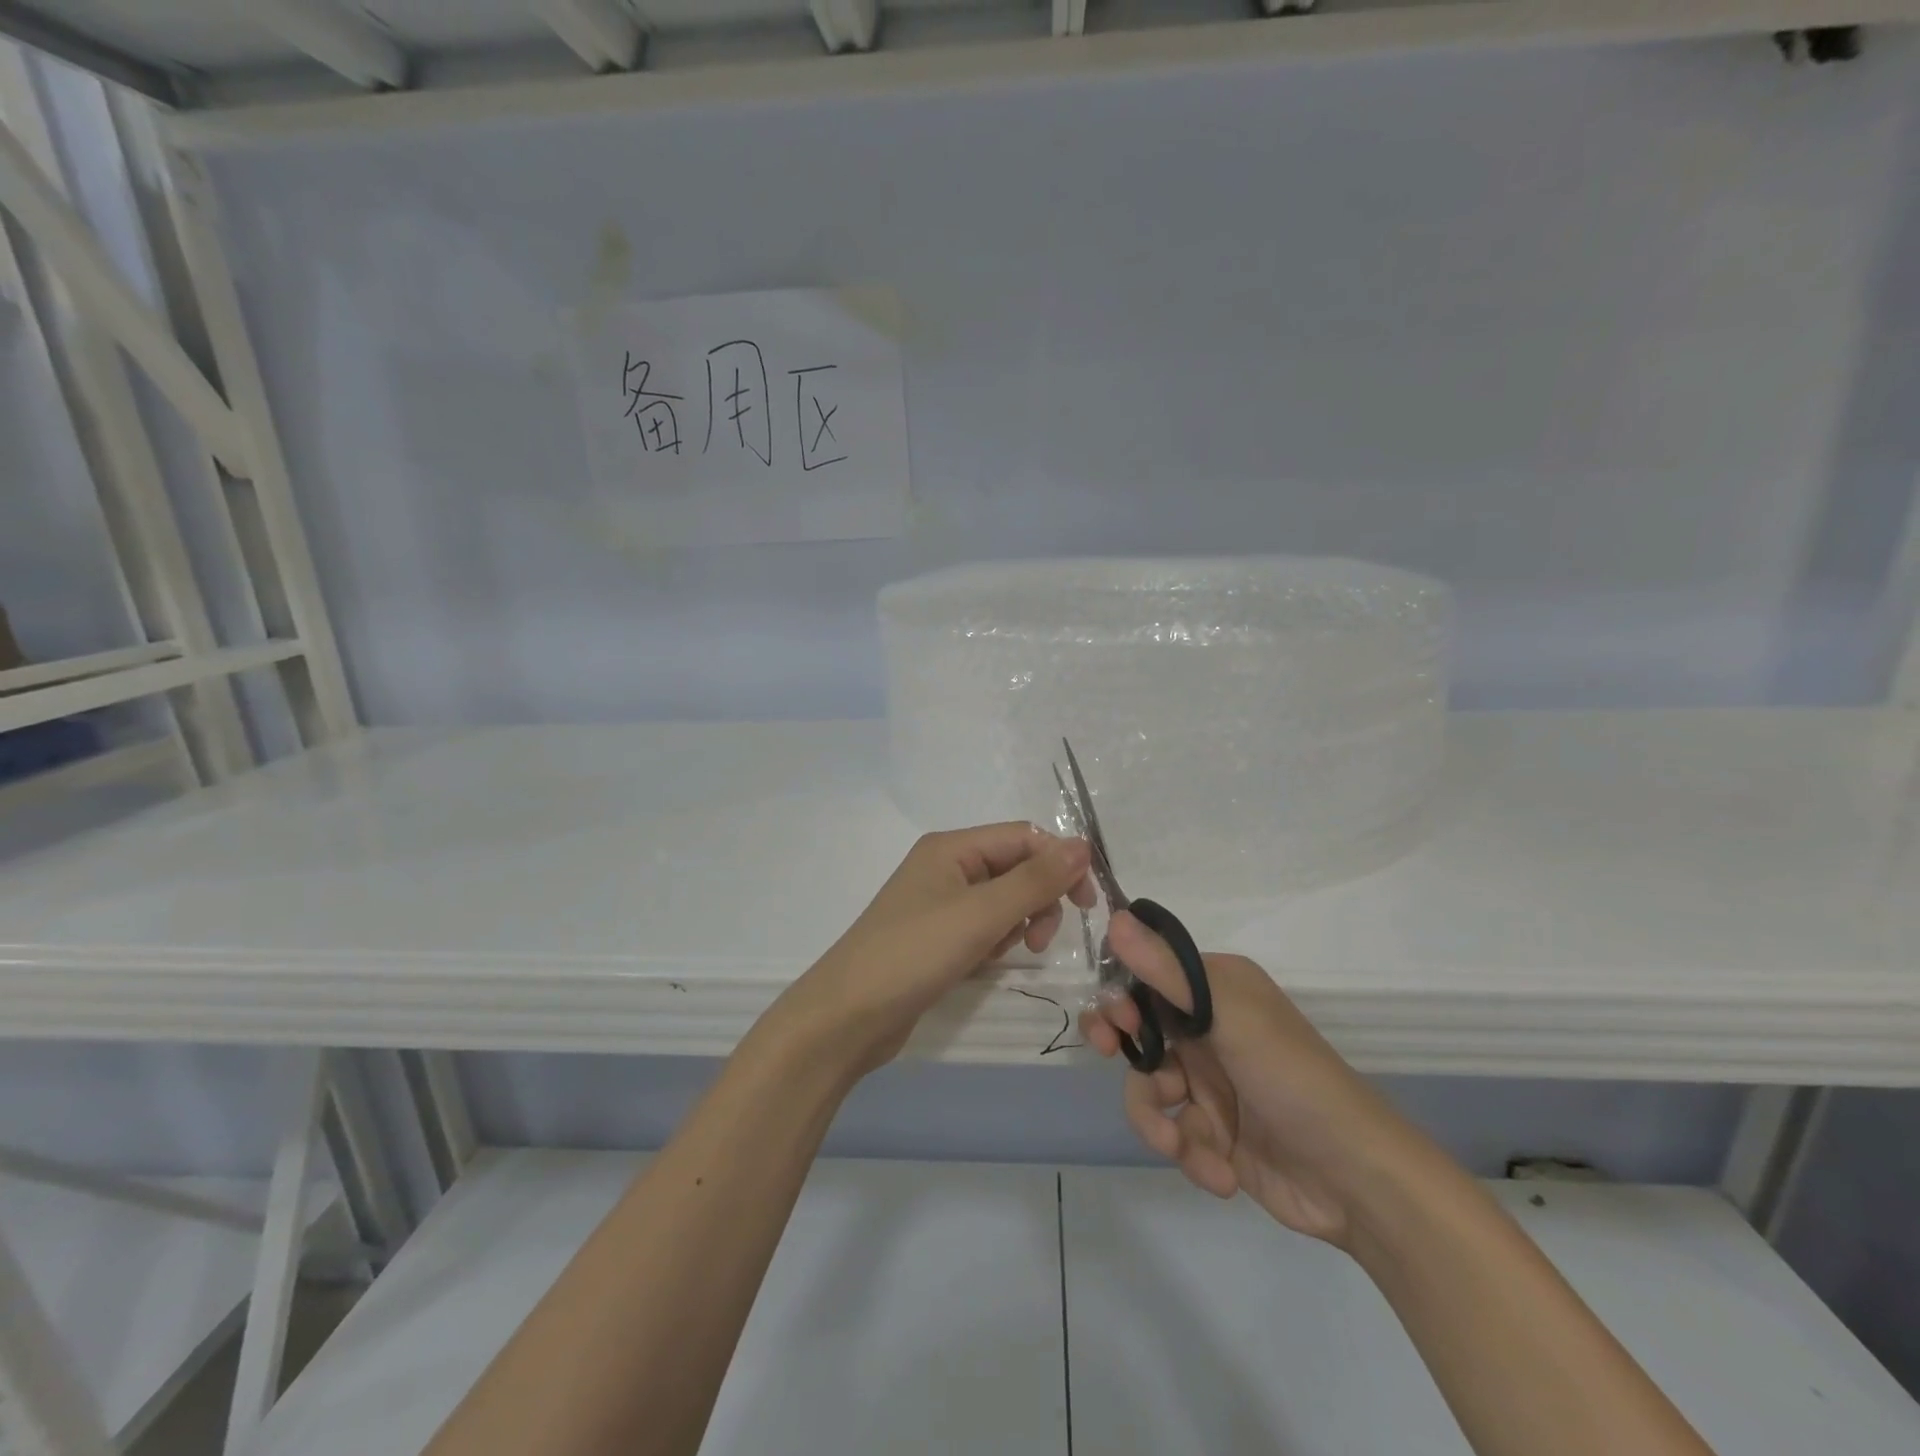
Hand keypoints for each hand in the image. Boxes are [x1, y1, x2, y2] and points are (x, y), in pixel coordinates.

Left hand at [774, 824, 1095, 1078]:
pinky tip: (982, 964)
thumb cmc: (915, 954)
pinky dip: (993, 942)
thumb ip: (1035, 879)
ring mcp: (939, 903)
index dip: (1060, 863)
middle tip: (1040, 938)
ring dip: (1016, 923)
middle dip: (1037, 898)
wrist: (847, 1017)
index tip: (1086, 904)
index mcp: (952, 847)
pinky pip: (983, 927)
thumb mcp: (981, 913)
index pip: (1024, 837)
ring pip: (1002, 901)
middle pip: (1015, 867)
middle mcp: (946, 867)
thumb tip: (1083, 844)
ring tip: (1002, 953)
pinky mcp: (936, 937)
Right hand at [1081, 913, 1425, 1248]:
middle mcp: (1208, 1028)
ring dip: (1155, 1121)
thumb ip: (1167, 972)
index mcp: (1215, 989)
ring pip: (1148, 1087)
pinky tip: (1220, 1172)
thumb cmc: (1292, 1078)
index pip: (1148, 976)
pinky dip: (1190, 1154)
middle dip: (1122, 1048)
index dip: (1121, 996)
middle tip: (1109, 1054)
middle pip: (1138, 1029)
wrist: (1357, 1181)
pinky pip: (1173, 1132)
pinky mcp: (1213, 1133)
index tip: (1117, 1021)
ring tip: (1178, 1146)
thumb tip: (1114, 918)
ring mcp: (1210, 1082)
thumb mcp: (1229, 1017)